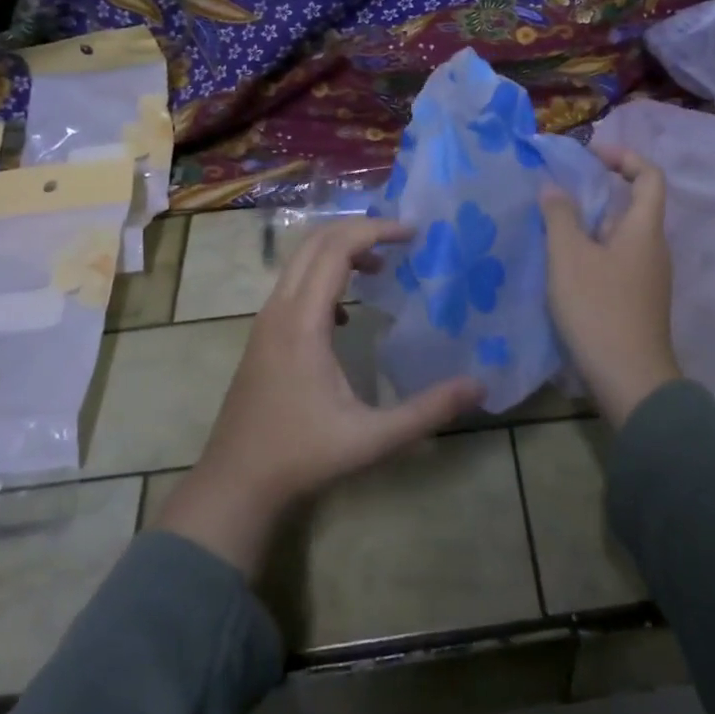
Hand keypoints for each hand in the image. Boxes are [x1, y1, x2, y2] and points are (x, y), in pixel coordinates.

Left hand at [154, 216, 483, 575]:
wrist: (235, 483)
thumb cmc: (303, 457)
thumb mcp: (373, 438)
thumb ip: (427, 410)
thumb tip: (479, 384)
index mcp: (303, 322)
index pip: (337, 249)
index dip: (376, 231)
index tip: (413, 233)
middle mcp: (279, 310)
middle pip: (315, 242)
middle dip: (359, 230)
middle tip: (402, 239)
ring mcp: (265, 322)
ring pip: (300, 261)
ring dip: (340, 251)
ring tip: (382, 268)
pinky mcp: (262, 336)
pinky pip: (293, 285)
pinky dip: (323, 276)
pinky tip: (347, 314)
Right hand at [540, 148, 680, 426]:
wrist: (630, 380)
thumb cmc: (599, 309)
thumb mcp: (569, 257)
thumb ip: (559, 216)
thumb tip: (553, 187)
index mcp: (644, 230)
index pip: (649, 176)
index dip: (624, 157)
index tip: (590, 155)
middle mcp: (653, 249)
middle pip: (631, 207)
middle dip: (595, 194)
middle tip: (557, 195)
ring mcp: (648, 278)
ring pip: (620, 237)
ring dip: (589, 227)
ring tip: (551, 231)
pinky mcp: (638, 302)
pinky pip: (616, 262)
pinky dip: (592, 254)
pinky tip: (562, 269)